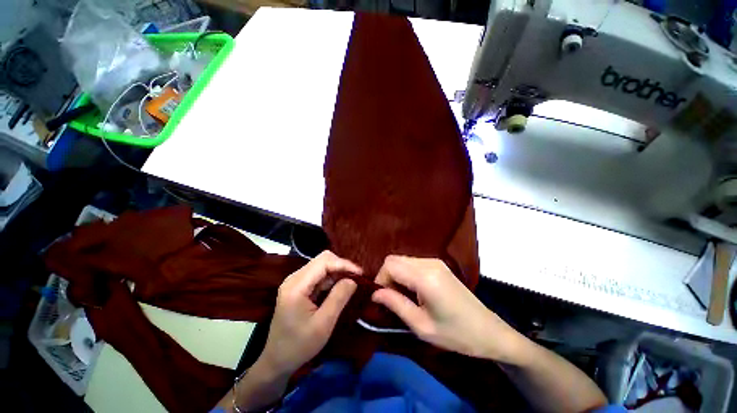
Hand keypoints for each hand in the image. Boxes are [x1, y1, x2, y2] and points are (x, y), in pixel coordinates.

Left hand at [260, 251, 360, 375]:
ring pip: (321, 265)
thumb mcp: (323, 324)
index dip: (344, 264)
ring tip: (351, 283)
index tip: (360, 273)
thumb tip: (353, 280)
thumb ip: (339, 298)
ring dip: (337, 272)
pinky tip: (339, 287)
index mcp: (296, 286)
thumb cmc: (299, 346)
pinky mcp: (298, 286)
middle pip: (322, 259)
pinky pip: (318, 274)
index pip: (324, 262)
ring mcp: (295, 281)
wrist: (277, 360)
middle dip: (341, 266)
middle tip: (356, 278)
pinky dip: (331, 278)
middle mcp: (294, 278)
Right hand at [372, 256, 522, 361]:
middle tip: (390, 298)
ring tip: (401, 296)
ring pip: (402, 259)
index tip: (380, 297)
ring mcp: (435, 261)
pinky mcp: (439, 264)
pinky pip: (413, 262)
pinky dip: (406, 273)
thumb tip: (374, 293)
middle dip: (386, 276)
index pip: (390, 265)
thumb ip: (395, 304)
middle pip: (394, 259)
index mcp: (425, 277)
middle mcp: (429, 263)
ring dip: (396, 274)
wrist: (489, 331)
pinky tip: (413, 290)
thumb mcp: (421, 326)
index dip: (380, 279)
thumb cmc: (456, 334)